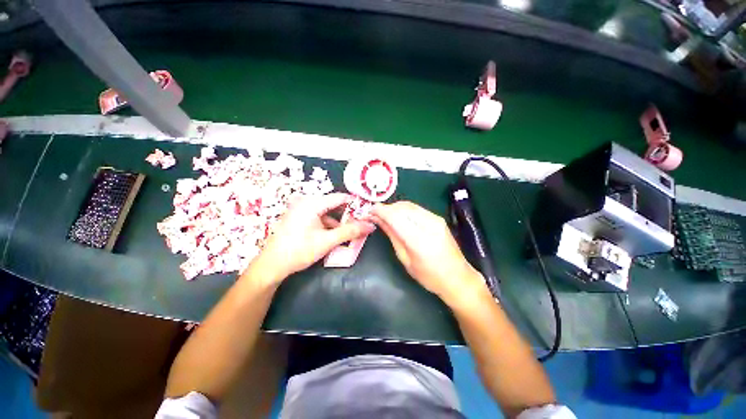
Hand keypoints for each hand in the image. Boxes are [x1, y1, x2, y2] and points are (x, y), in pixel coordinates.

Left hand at [251, 193, 375, 282]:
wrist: (271, 266)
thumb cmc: (299, 251)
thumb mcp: (327, 241)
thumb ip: (350, 232)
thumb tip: (370, 226)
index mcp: (312, 203)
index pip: (340, 197)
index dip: (355, 204)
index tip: (367, 213)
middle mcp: (306, 202)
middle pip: (334, 204)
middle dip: (347, 215)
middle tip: (360, 224)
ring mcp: (301, 209)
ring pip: (327, 212)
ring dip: (339, 221)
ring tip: (350, 232)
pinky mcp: (299, 217)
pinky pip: (319, 216)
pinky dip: (329, 224)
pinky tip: (335, 234)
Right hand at [369, 201, 485, 305]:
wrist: (458, 277)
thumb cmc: (429, 276)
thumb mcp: (405, 259)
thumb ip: (392, 236)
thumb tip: (378, 220)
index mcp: (419, 240)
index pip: (395, 216)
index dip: (380, 211)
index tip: (369, 211)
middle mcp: (429, 224)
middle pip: (401, 207)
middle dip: (386, 208)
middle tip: (375, 215)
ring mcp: (435, 219)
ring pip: (408, 205)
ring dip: (394, 208)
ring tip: (385, 216)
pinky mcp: (438, 218)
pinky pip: (416, 208)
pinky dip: (403, 210)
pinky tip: (398, 217)